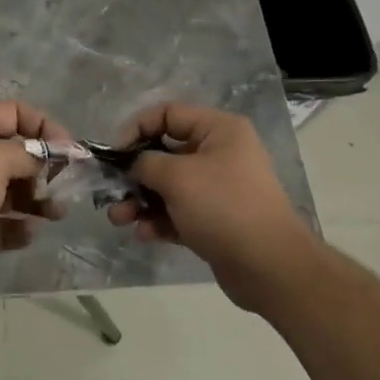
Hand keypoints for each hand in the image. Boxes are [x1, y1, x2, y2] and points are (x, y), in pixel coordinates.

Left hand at [0, 100, 69, 293]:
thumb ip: (30, 154)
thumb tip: (50, 156)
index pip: (15, 113)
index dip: (45, 126)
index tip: (69, 152)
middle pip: (17, 155)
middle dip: (45, 169)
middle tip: (65, 188)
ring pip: (12, 192)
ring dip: (38, 201)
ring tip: (55, 214)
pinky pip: (1, 225)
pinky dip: (17, 228)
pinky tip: (28, 234)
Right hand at [105, 102, 310, 310]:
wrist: (269, 266)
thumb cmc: (222, 206)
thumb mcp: (177, 177)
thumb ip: (145, 163)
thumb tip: (131, 164)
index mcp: (219, 130)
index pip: (168, 114)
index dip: (137, 128)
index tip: (114, 154)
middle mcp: (220, 154)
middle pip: (165, 153)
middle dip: (134, 174)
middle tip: (110, 192)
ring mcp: (218, 189)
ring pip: (168, 187)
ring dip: (140, 200)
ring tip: (119, 219)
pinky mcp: (215, 221)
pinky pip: (178, 213)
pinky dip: (159, 220)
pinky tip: (144, 234)